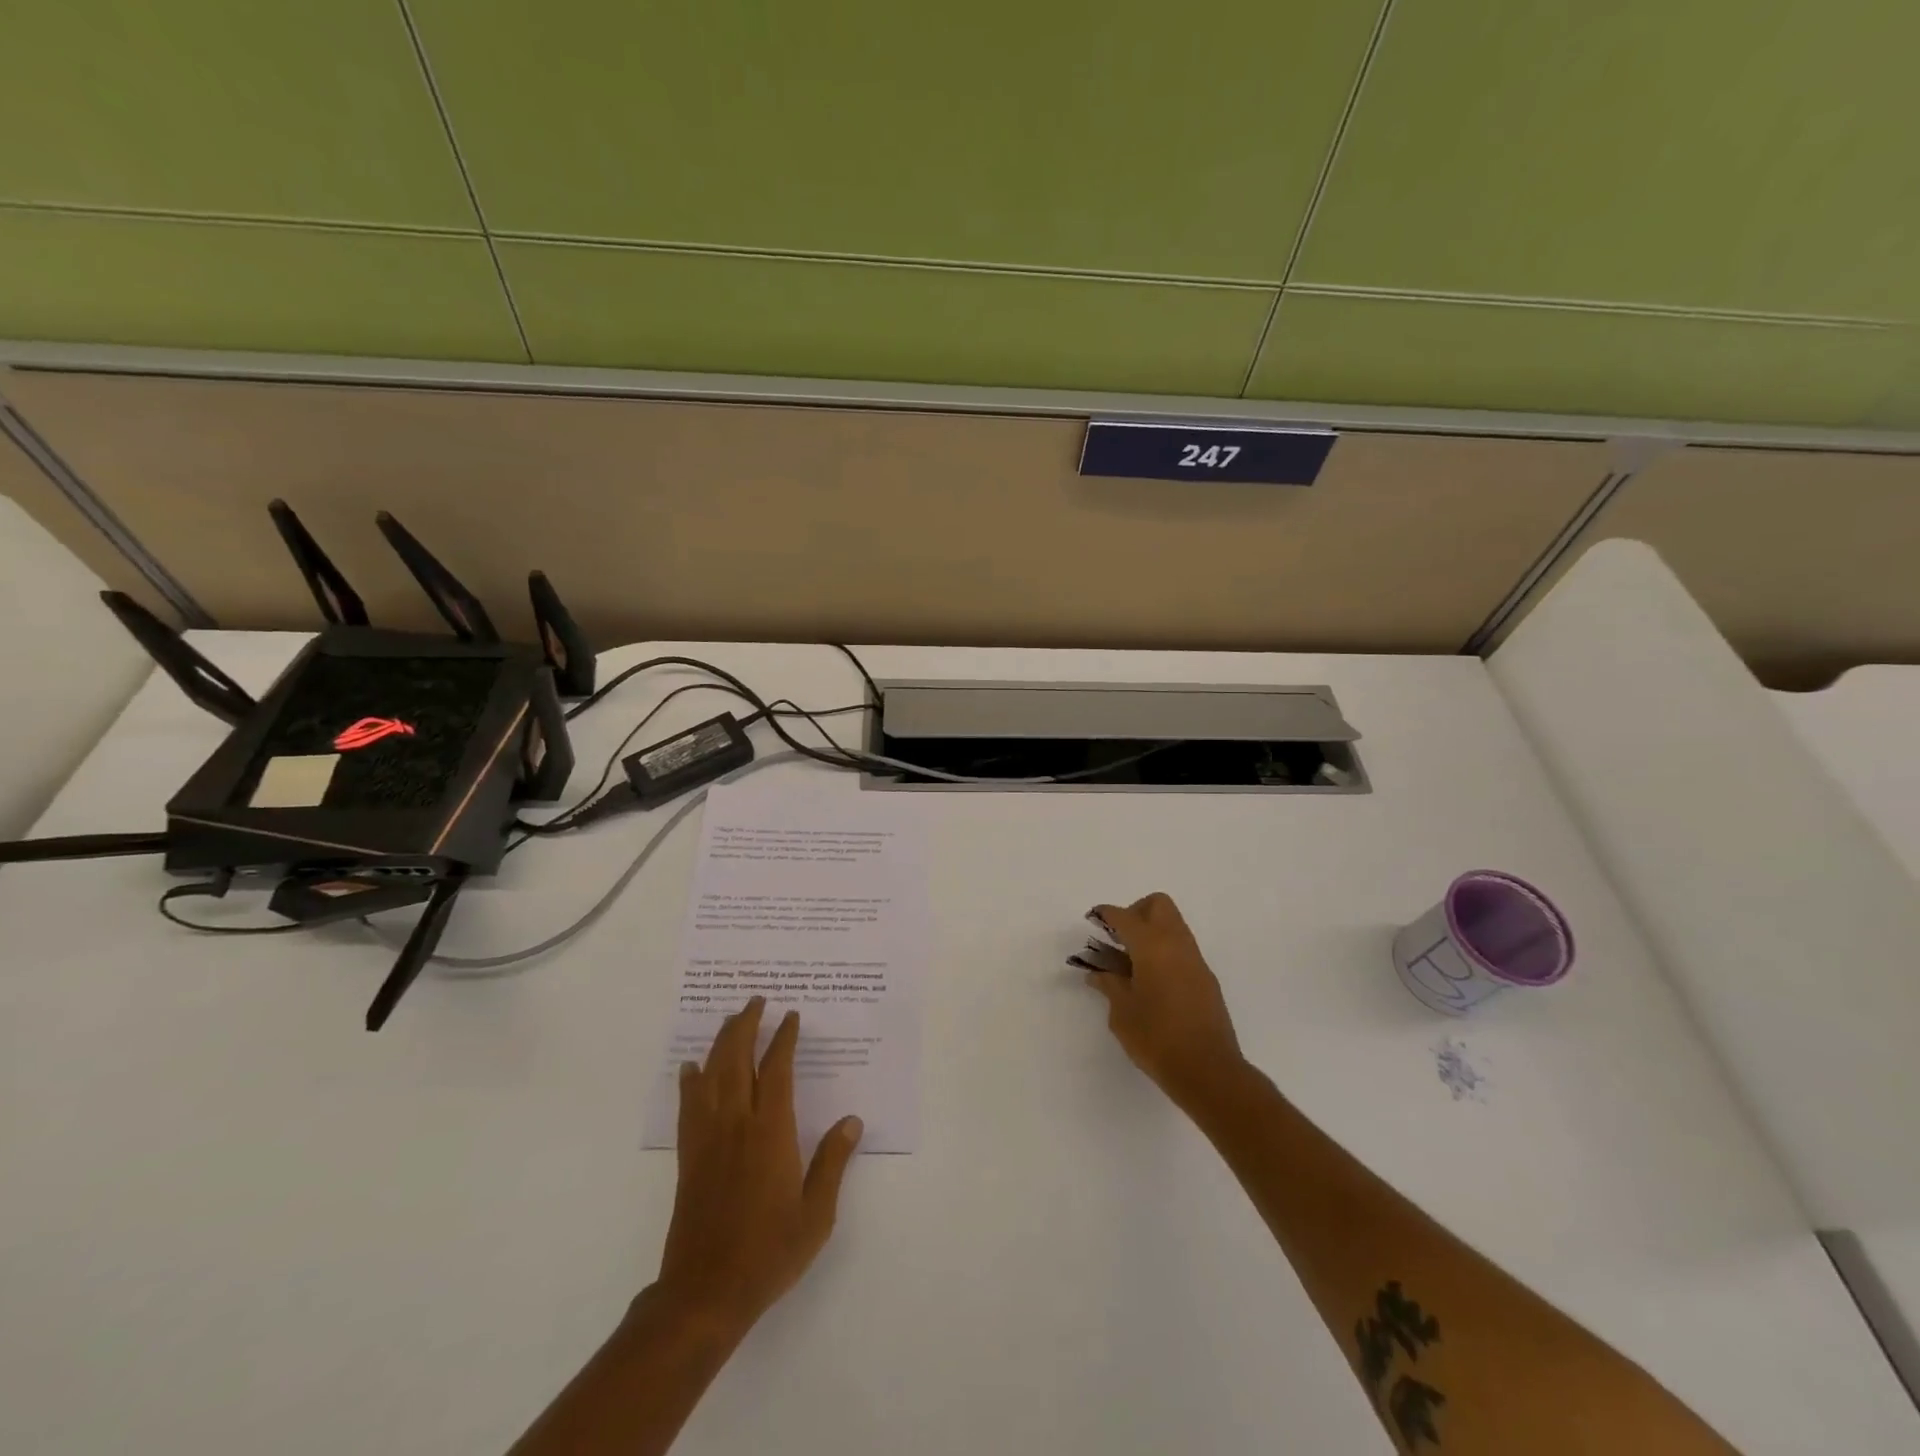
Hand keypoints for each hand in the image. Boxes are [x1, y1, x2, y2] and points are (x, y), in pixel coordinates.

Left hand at [656, 997, 863, 1333]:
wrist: (705, 1293)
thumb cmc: (768, 1252)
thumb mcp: (815, 1214)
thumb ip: (832, 1162)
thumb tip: (852, 1121)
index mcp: (771, 1132)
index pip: (776, 1069)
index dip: (783, 1038)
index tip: (790, 1016)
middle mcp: (737, 1124)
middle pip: (737, 1059)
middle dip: (746, 1025)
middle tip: (756, 1001)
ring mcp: (708, 1138)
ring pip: (711, 1075)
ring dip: (720, 1042)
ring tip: (730, 1020)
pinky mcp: (689, 1156)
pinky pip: (689, 1105)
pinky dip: (690, 1080)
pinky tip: (691, 1068)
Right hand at [1084, 892, 1247, 1112]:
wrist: (1209, 1071)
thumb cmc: (1157, 1038)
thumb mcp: (1122, 1012)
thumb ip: (1109, 985)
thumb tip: (1098, 973)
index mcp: (1152, 946)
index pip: (1125, 917)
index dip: (1106, 914)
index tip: (1093, 919)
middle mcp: (1177, 945)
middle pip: (1158, 905)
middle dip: (1135, 912)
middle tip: (1119, 938)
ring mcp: (1196, 961)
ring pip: (1174, 925)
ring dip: (1152, 932)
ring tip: (1131, 962)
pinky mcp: (1206, 979)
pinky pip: (1182, 949)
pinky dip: (1164, 952)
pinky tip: (1151, 981)